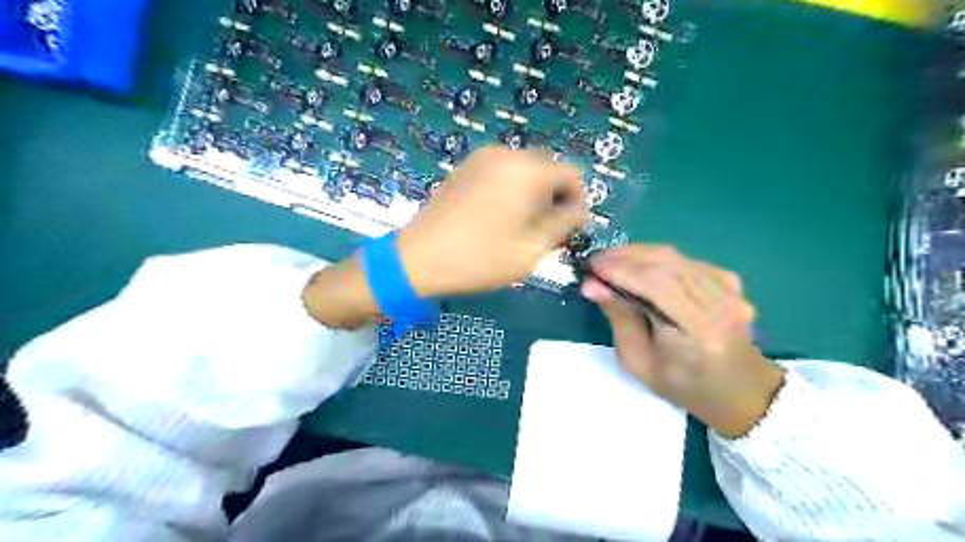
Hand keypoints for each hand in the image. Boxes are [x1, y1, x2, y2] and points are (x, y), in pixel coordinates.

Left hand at [305, 148, 582, 332]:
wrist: (417, 259)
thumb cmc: (479, 259)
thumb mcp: (531, 248)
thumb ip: (564, 223)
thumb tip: (579, 209)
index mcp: (526, 170)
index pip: (572, 175)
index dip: (577, 203)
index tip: (567, 230)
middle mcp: (505, 154)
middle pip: (548, 169)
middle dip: (554, 198)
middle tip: (545, 232)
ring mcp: (481, 158)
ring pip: (525, 171)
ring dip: (533, 195)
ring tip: (520, 228)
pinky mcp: (465, 167)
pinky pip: (502, 173)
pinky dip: (511, 190)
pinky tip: (498, 218)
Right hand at [580, 246, 782, 439]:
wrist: (739, 390)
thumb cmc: (682, 385)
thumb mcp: (638, 362)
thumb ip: (618, 318)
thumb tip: (591, 285)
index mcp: (698, 333)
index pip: (657, 286)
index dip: (621, 270)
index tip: (590, 267)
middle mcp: (720, 305)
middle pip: (666, 263)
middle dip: (625, 257)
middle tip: (596, 261)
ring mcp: (730, 290)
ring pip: (675, 256)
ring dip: (638, 254)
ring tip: (611, 261)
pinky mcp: (730, 281)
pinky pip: (685, 260)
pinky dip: (657, 259)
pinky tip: (641, 267)